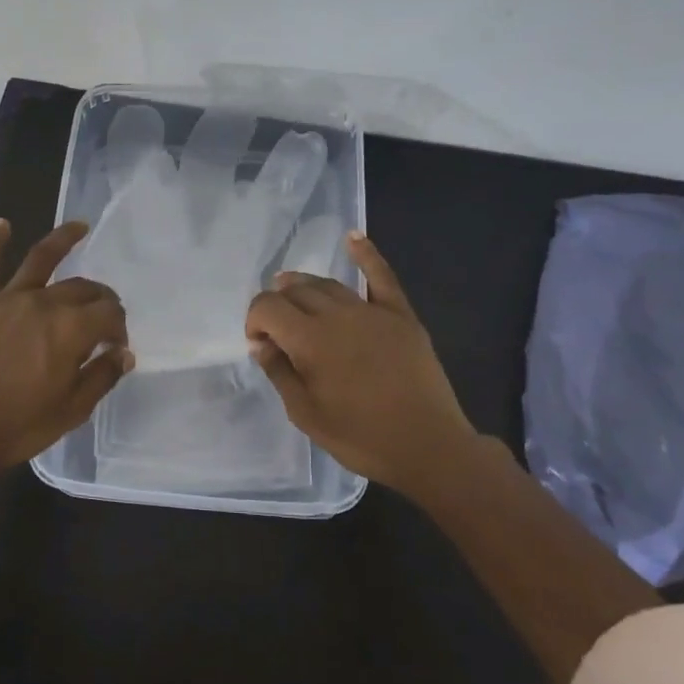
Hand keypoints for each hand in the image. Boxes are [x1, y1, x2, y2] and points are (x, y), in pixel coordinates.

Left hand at [0, 219, 134, 469]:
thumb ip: (101, 376)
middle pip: (82, 288)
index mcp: (71, 329)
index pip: (109, 314)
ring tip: (79, 227)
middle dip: (101, 298)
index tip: (116, 349)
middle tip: (104, 315)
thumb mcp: (73, 409)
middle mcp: (43, 303)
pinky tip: (2, 224)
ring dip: (63, 240)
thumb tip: (123, 354)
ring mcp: (7, 299)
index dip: (119, 328)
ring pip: (41, 260)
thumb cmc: (20, 425)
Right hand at [244, 232, 476, 491]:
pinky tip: (353, 237)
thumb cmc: (361, 437)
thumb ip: (280, 373)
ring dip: (305, 285)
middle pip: (296, 291)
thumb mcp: (306, 414)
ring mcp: (372, 311)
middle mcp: (338, 315)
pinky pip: (381, 276)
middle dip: (277, 303)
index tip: (259, 344)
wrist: (428, 446)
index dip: (255, 320)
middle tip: (276, 328)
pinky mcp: (401, 315)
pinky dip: (366, 254)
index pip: (268, 307)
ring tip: (293, 291)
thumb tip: (261, 344)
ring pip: (329, 284)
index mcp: (310, 340)